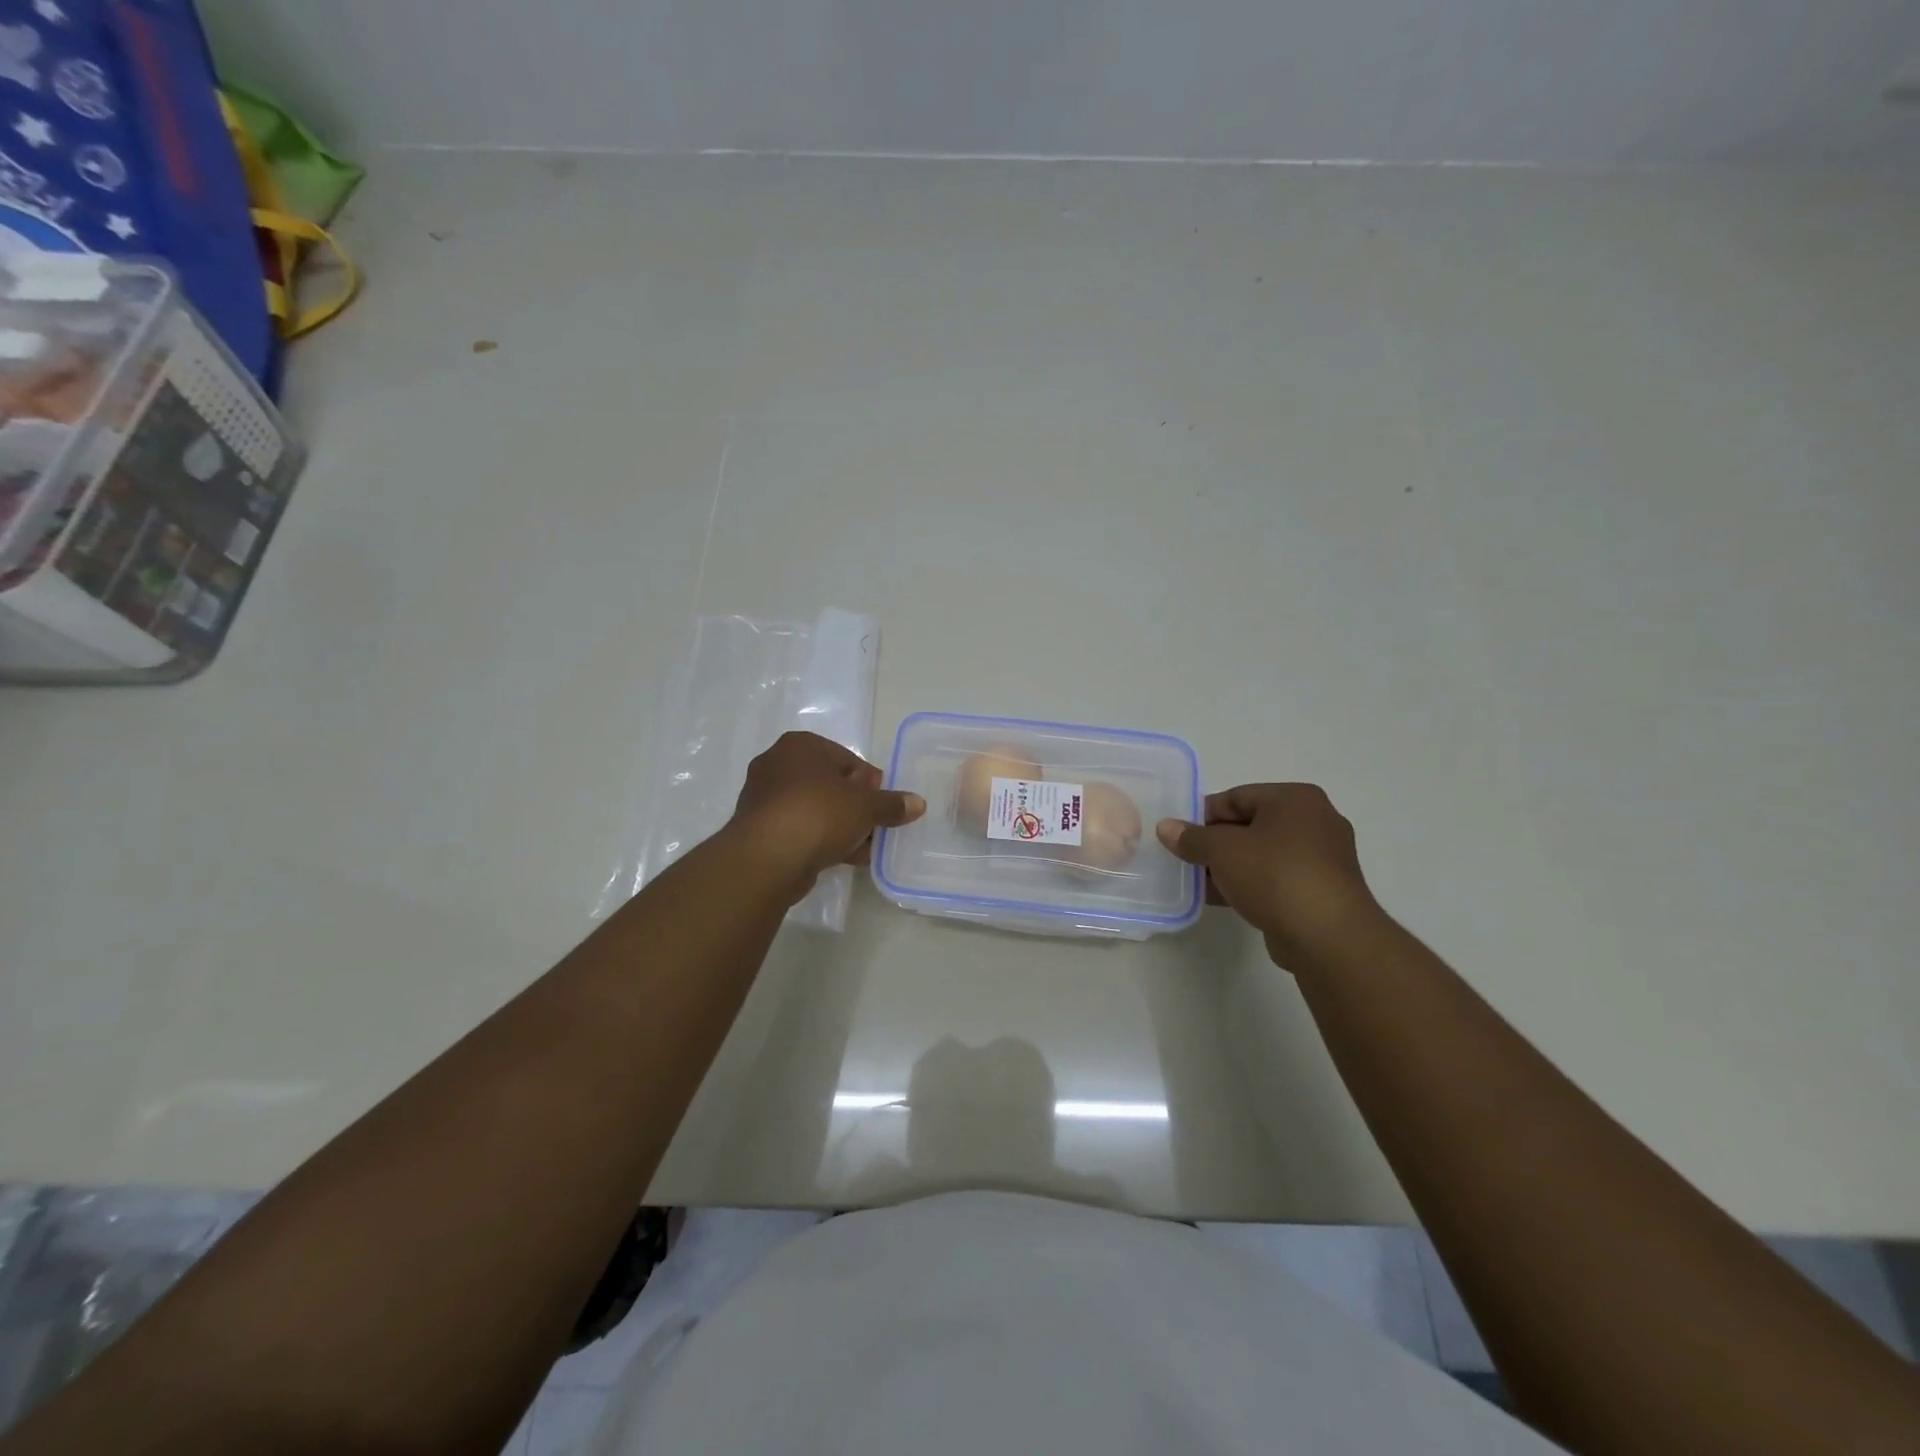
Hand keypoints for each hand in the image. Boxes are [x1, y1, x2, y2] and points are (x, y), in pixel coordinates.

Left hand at [730, 732, 925, 891]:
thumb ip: (892, 804)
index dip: (870, 783)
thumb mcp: (865, 807)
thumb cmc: (819, 814)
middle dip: (854, 806)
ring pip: (814, 809)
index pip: (847, 759)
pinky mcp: (758, 829)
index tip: (883, 805)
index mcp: (801, 745)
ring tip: (863, 848)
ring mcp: (763, 797)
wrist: (767, 858)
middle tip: (875, 827)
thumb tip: (918, 803)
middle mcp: (777, 764)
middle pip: (829, 784)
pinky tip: (842, 858)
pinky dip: (820, 840)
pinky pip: (799, 829)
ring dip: (839, 826)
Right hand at [1155, 784, 1380, 969]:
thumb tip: (1166, 827)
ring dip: (1231, 866)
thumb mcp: (1222, 851)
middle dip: (1216, 842)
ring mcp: (1324, 858)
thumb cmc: (1275, 876)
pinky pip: (1278, 877)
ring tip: (1201, 882)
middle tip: (1188, 859)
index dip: (1204, 815)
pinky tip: (1225, 899)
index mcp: (1296, 799)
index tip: (1180, 835)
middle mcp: (1316, 821)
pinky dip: (1252, 883)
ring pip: (1264, 853)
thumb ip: (1191, 837)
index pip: (1237, 797)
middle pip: (1251, 824)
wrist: (1329, 937)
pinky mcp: (1323, 889)